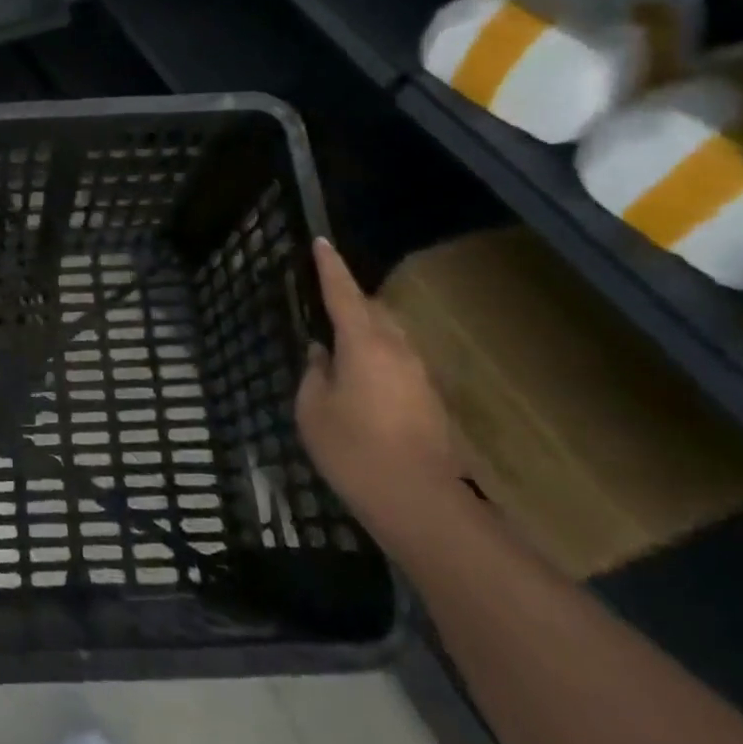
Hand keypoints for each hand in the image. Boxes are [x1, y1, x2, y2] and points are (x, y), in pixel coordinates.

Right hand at [295, 239, 460, 549]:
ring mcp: (418, 374)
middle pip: (373, 311)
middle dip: (350, 301)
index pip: (344, 293)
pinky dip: (376, 358)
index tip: (321, 241)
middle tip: (323, 304)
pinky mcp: (429, 399)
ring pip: (388, 336)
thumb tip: (322, 355)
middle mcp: (397, 349)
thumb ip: (314, 374)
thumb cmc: (354, 450)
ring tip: (339, 345)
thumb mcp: (313, 410)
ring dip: (365, 332)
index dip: (329, 267)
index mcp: (364, 343)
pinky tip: (359, 382)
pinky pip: (396, 362)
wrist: (419, 502)